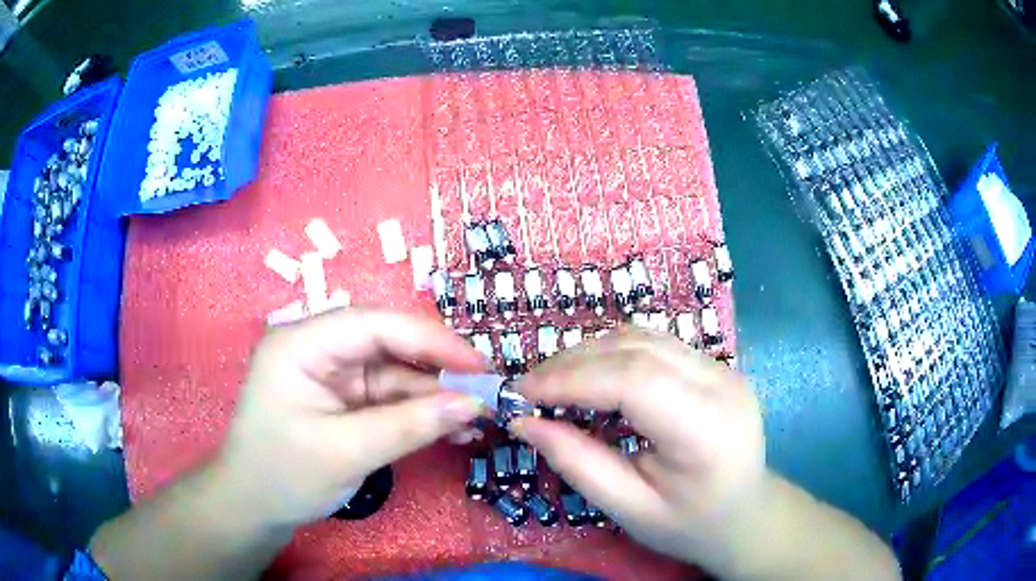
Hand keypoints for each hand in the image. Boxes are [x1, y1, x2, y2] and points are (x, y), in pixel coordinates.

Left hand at [219, 306, 485, 528]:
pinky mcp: (344, 399)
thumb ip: (409, 425)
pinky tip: (453, 428)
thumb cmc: (284, 476)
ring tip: (478, 419)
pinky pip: (390, 398)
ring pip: (395, 374)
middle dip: (438, 370)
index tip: (479, 365)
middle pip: (389, 345)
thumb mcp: (345, 452)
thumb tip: (473, 404)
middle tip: (487, 393)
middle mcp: (318, 348)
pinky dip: (421, 413)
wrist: (253, 507)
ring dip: (436, 396)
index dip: (431, 339)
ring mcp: (333, 374)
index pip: (374, 324)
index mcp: (302, 343)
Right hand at [511, 327, 765, 570]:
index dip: (571, 379)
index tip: (522, 394)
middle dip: (573, 362)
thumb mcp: (628, 508)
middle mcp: (721, 384)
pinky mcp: (714, 365)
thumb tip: (522, 422)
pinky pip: (655, 343)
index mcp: (706, 429)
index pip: (634, 381)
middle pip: (636, 349)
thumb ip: (576, 462)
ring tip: (554, 382)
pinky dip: (613, 353)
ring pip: (644, 337)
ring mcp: (722, 368)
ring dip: (590, 352)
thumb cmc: (688, 524)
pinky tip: (592, 377)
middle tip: (529, 388)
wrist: (744, 514)